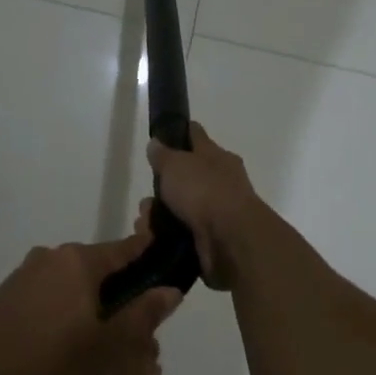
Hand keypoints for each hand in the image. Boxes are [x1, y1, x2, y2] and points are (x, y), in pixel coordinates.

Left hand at [0, 231, 181, 374]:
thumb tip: (171, 290)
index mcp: (76, 262)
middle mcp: (47, 258)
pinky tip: (53, 343)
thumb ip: (142, 315)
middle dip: (112, 287)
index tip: (162, 257)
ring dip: (81, 300)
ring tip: (91, 337)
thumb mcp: (106, 348)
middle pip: (92, 265)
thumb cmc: (49, 366)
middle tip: (127, 321)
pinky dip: (53, 310)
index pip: (122, 249)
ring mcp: (19, 276)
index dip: (145, 253)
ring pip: (64, 281)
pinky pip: (38, 296)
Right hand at [142, 122, 261, 288]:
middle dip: (162, 189)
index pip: (196, 137)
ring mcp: (218, 213)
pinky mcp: (212, 240)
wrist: (231, 240)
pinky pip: (182, 234)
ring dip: (159, 216)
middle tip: (146, 201)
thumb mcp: (176, 164)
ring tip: (144, 224)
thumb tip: (156, 143)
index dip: (179, 134)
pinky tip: (152, 240)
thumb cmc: (204, 191)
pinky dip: (166, 237)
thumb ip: (163, 154)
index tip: (161, 137)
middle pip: (186, 178)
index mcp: (217, 157)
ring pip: (181, 209)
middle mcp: (221, 182)